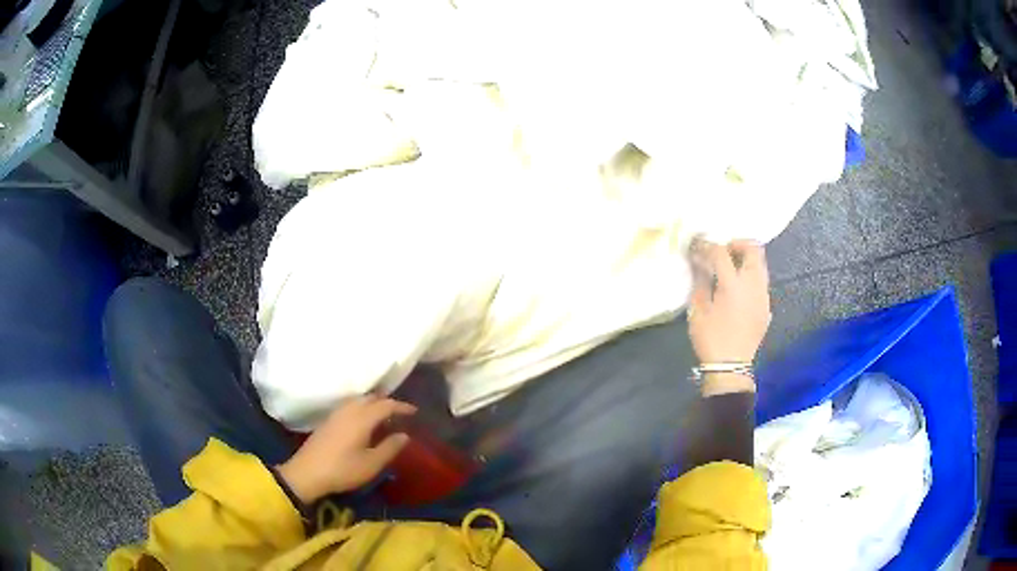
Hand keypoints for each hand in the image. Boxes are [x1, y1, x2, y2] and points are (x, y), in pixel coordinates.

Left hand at [276, 396, 415, 503]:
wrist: (307, 473)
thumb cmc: (343, 469)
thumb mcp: (372, 464)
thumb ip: (390, 448)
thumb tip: (404, 435)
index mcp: (362, 418)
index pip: (386, 405)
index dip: (402, 406)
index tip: (414, 412)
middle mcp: (349, 411)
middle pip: (371, 398)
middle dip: (387, 403)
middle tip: (400, 414)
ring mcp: (336, 414)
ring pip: (359, 401)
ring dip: (373, 405)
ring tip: (384, 417)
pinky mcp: (328, 421)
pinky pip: (350, 407)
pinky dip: (362, 409)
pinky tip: (364, 423)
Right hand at [688, 240, 770, 391]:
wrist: (731, 367)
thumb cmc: (710, 338)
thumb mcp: (697, 309)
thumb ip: (700, 280)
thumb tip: (699, 261)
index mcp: (733, 284)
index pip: (721, 252)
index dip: (707, 245)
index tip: (697, 245)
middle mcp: (753, 284)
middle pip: (753, 249)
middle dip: (737, 245)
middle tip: (722, 254)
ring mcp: (764, 295)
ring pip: (760, 264)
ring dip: (746, 260)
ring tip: (730, 271)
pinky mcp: (767, 307)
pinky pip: (761, 282)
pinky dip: (750, 278)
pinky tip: (738, 292)